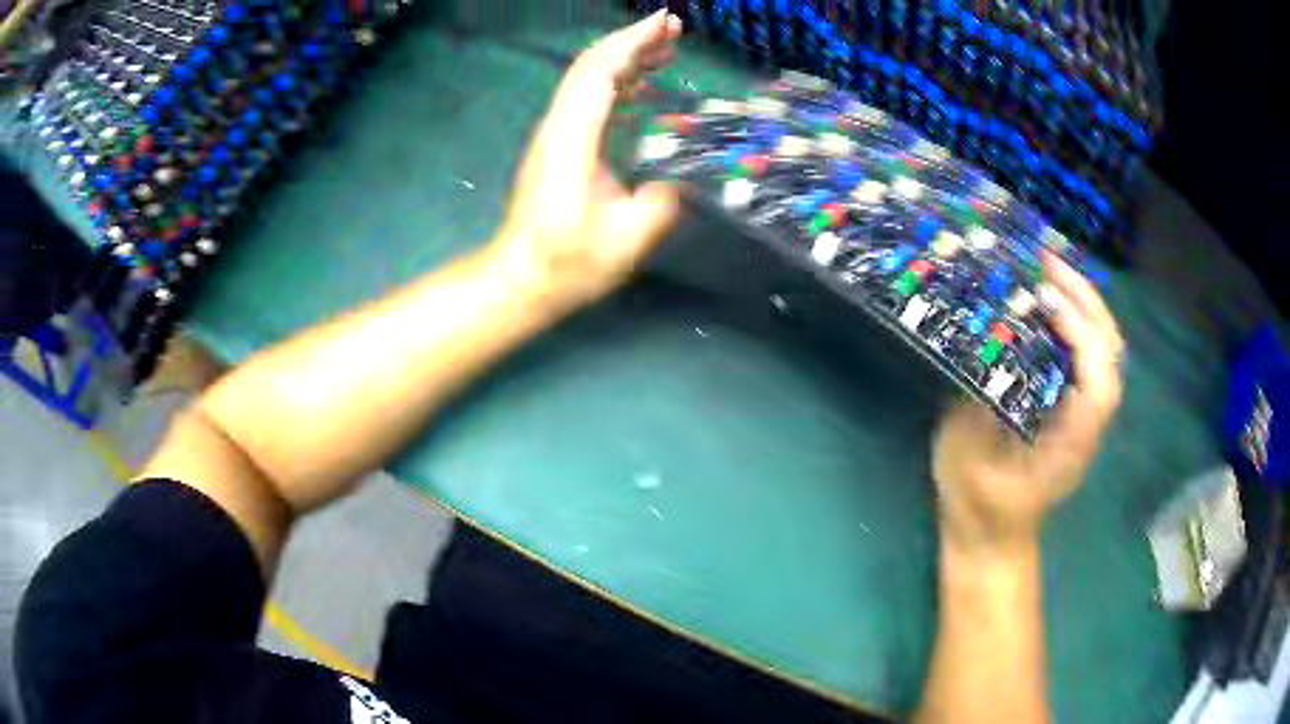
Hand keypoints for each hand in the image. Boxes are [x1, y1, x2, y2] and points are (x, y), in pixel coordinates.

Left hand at [497, 10, 684, 304]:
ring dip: (625, 55)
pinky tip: (641, 83)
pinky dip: (617, 79)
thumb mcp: (624, 241)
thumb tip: (676, 182)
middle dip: (632, 39)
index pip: (600, 73)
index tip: (665, 23)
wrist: (522, 276)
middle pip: (591, 65)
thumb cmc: (568, 262)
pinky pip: (588, 97)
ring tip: (666, 47)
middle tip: (673, 28)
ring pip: (588, 77)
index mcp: (573, 139)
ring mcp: (555, 132)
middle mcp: (559, 125)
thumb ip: (658, 205)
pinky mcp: (559, 143)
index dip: (633, 43)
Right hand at [932, 252, 1124, 557]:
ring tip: (1048, 270)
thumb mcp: (970, 460)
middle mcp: (1088, 423)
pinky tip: (1048, 301)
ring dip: (1083, 302)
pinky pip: (1085, 353)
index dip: (1079, 333)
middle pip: (1111, 352)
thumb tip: (991, 345)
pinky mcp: (1072, 404)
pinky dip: (1074, 318)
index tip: (1043, 300)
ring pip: (1104, 347)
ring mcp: (1085, 412)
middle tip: (1046, 261)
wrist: (993, 537)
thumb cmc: (979, 505)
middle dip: (1085, 299)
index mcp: (1071, 442)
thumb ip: (984, 405)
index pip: (1098, 380)